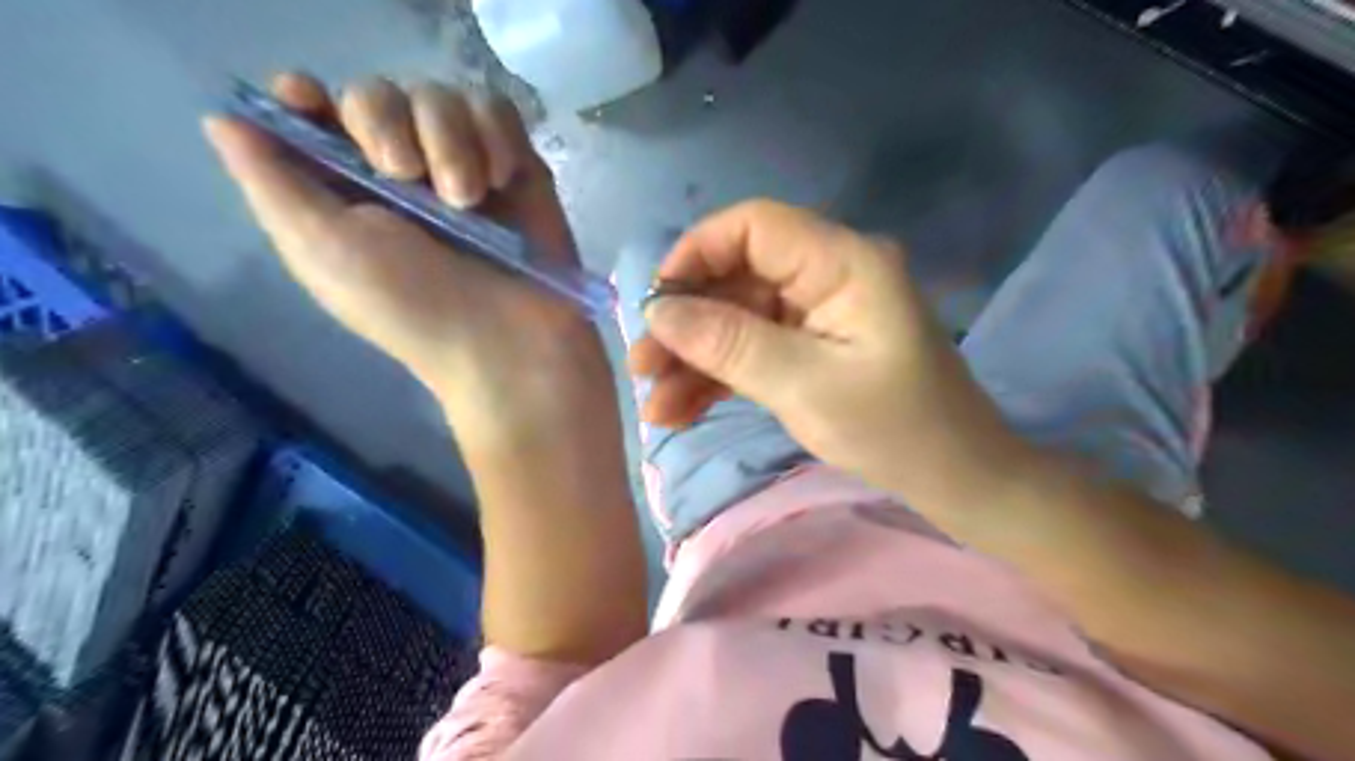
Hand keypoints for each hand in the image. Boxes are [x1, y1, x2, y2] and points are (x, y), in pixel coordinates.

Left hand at [202, 70, 618, 445]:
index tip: (313, 105)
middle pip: (378, 93)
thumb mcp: (323, 252)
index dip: (306, 97)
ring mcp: (463, 167)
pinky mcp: (516, 167)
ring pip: (441, 96)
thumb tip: (223, 120)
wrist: (510, 340)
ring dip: (450, 140)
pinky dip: (496, 136)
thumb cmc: (412, 306)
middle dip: (387, 124)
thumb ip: (272, 182)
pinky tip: (502, 181)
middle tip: (406, 176)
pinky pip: (497, 110)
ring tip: (467, 198)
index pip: (312, 112)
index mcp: (344, 193)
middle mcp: (401, 173)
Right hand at [629, 203, 1033, 503]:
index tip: (654, 304)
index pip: (754, 225)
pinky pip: (754, 348)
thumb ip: (729, 344)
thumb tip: (657, 312)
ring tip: (656, 406)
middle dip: (687, 323)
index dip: (696, 254)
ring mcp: (819, 313)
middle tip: (643, 367)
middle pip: (738, 277)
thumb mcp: (806, 387)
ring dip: (695, 359)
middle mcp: (828, 275)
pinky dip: (720, 377)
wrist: (956, 480)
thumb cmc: (896, 431)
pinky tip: (682, 410)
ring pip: (739, 318)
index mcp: (843, 262)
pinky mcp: (813, 347)